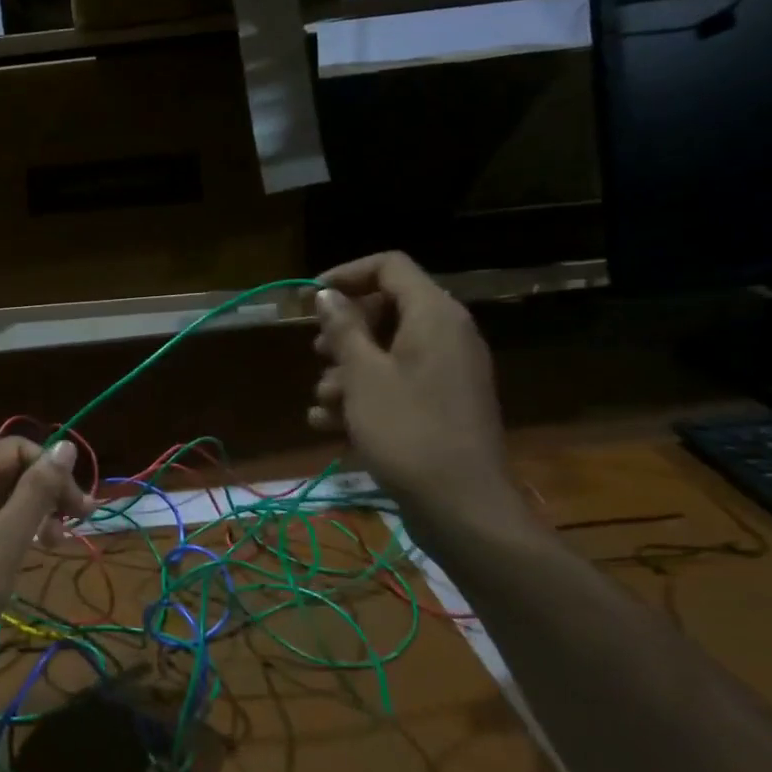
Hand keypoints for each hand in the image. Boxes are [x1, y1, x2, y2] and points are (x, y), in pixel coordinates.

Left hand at [0, 437, 87, 690]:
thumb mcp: (5, 540)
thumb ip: (37, 491)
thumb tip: (66, 446)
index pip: (18, 448)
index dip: (52, 470)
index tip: (79, 508)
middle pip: (12, 470)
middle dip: (47, 492)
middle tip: (75, 527)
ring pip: (5, 499)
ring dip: (36, 514)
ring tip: (55, 544)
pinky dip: (17, 533)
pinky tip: (31, 553)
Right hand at [305, 252, 526, 539]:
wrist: (460, 505)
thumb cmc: (406, 431)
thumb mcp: (362, 376)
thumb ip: (343, 328)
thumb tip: (327, 294)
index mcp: (434, 315)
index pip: (390, 266)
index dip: (347, 274)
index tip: (311, 298)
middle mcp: (447, 334)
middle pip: (388, 308)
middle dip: (344, 330)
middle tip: (316, 352)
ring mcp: (448, 371)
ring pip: (388, 350)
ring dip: (348, 370)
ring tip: (323, 402)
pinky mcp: (444, 403)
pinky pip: (400, 382)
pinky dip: (367, 395)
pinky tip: (330, 425)